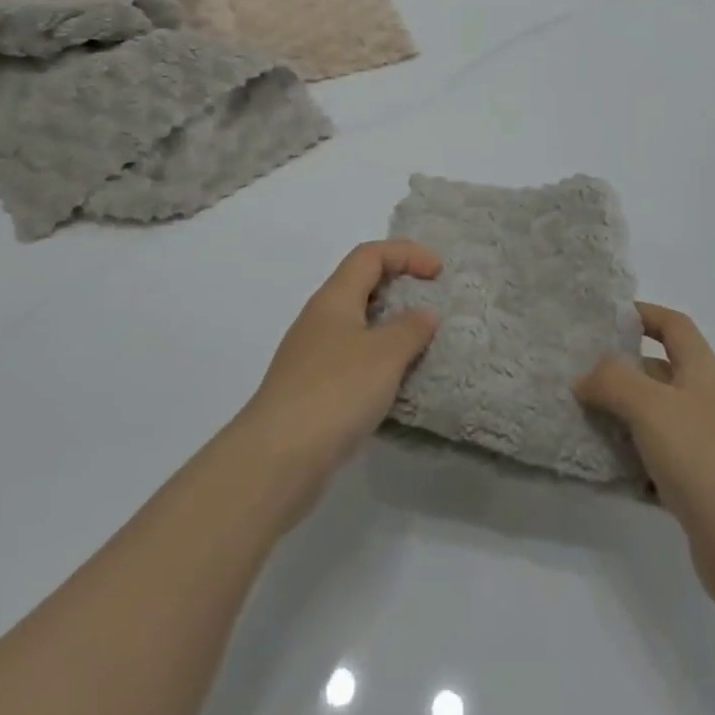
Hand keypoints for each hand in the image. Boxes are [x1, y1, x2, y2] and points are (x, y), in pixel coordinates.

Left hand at [228, 240, 441, 527]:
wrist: (275, 460)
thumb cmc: (334, 392)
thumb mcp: (384, 355)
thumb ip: (410, 329)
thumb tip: (424, 314)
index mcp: (334, 298)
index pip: (370, 255)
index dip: (407, 253)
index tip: (438, 273)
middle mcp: (319, 319)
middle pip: (361, 285)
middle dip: (398, 286)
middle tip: (431, 304)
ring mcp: (311, 356)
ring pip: (356, 325)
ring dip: (388, 328)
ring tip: (419, 346)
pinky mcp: (310, 392)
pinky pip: (351, 360)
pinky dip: (377, 361)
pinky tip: (393, 386)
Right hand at [576, 303, 714, 620]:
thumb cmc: (703, 458)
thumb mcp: (650, 405)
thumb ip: (613, 380)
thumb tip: (585, 377)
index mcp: (700, 371)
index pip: (673, 326)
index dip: (643, 314)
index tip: (605, 319)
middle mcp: (702, 402)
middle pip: (657, 372)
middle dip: (618, 370)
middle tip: (576, 373)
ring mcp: (701, 446)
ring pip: (651, 419)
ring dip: (618, 417)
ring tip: (577, 418)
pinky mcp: (694, 488)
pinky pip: (652, 462)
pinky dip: (628, 462)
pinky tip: (599, 468)